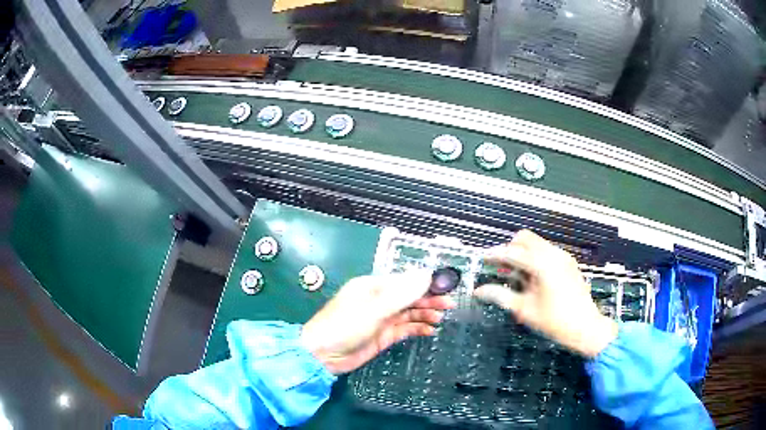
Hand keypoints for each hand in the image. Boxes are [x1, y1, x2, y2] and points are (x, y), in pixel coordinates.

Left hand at [300, 271, 455, 373]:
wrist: (323, 355)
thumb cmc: (345, 325)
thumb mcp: (374, 308)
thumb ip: (401, 293)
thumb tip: (426, 275)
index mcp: (373, 286)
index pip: (405, 281)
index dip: (425, 283)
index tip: (445, 285)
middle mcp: (379, 300)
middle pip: (409, 296)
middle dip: (428, 299)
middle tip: (449, 304)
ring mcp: (381, 319)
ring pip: (409, 313)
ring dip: (425, 314)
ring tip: (440, 318)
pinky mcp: (383, 335)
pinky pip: (404, 328)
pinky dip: (417, 328)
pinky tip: (429, 330)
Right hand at [473, 230, 616, 357]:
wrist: (585, 327)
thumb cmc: (554, 321)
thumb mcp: (524, 310)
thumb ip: (499, 296)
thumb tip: (478, 291)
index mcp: (542, 264)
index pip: (512, 252)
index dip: (495, 255)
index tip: (482, 259)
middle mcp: (553, 254)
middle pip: (525, 238)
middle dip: (511, 249)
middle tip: (502, 268)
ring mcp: (563, 257)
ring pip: (536, 244)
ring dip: (523, 254)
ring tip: (517, 277)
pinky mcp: (568, 262)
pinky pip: (546, 252)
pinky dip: (535, 259)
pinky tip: (533, 279)